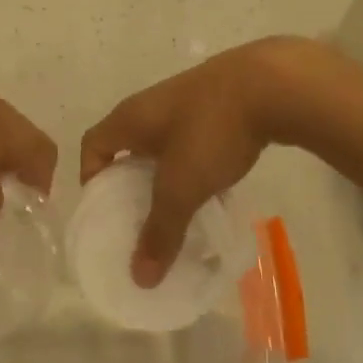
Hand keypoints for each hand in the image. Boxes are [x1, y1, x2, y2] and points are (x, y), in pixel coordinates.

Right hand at [80, 38, 312, 286]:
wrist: (271, 84)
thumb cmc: (210, 131)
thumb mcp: (181, 187)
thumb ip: (159, 231)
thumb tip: (139, 278)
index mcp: (129, 118)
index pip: (92, 145)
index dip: (91, 178)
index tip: (104, 212)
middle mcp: (151, 106)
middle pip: (128, 148)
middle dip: (131, 185)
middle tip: (141, 221)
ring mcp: (186, 102)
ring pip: (164, 147)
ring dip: (166, 177)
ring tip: (179, 212)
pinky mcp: (217, 104)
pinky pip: (194, 142)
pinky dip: (196, 167)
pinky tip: (216, 191)